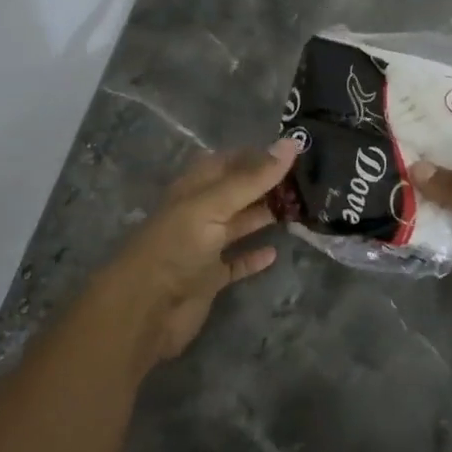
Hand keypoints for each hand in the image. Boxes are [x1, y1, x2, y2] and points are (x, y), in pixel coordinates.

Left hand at [93, 137, 301, 366]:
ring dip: (263, 216)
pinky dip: (253, 257)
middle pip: (236, 192)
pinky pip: (236, 263)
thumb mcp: (213, 205)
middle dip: (265, 185)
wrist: (144, 309)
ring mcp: (203, 247)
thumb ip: (252, 178)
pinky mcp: (208, 278)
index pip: (228, 162)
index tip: (293, 151)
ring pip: (238, 224)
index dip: (256, 155)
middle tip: (306, 180)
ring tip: (300, 210)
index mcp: (194, 188)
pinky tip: (275, 253)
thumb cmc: (176, 246)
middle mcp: (199, 213)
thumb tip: (291, 143)